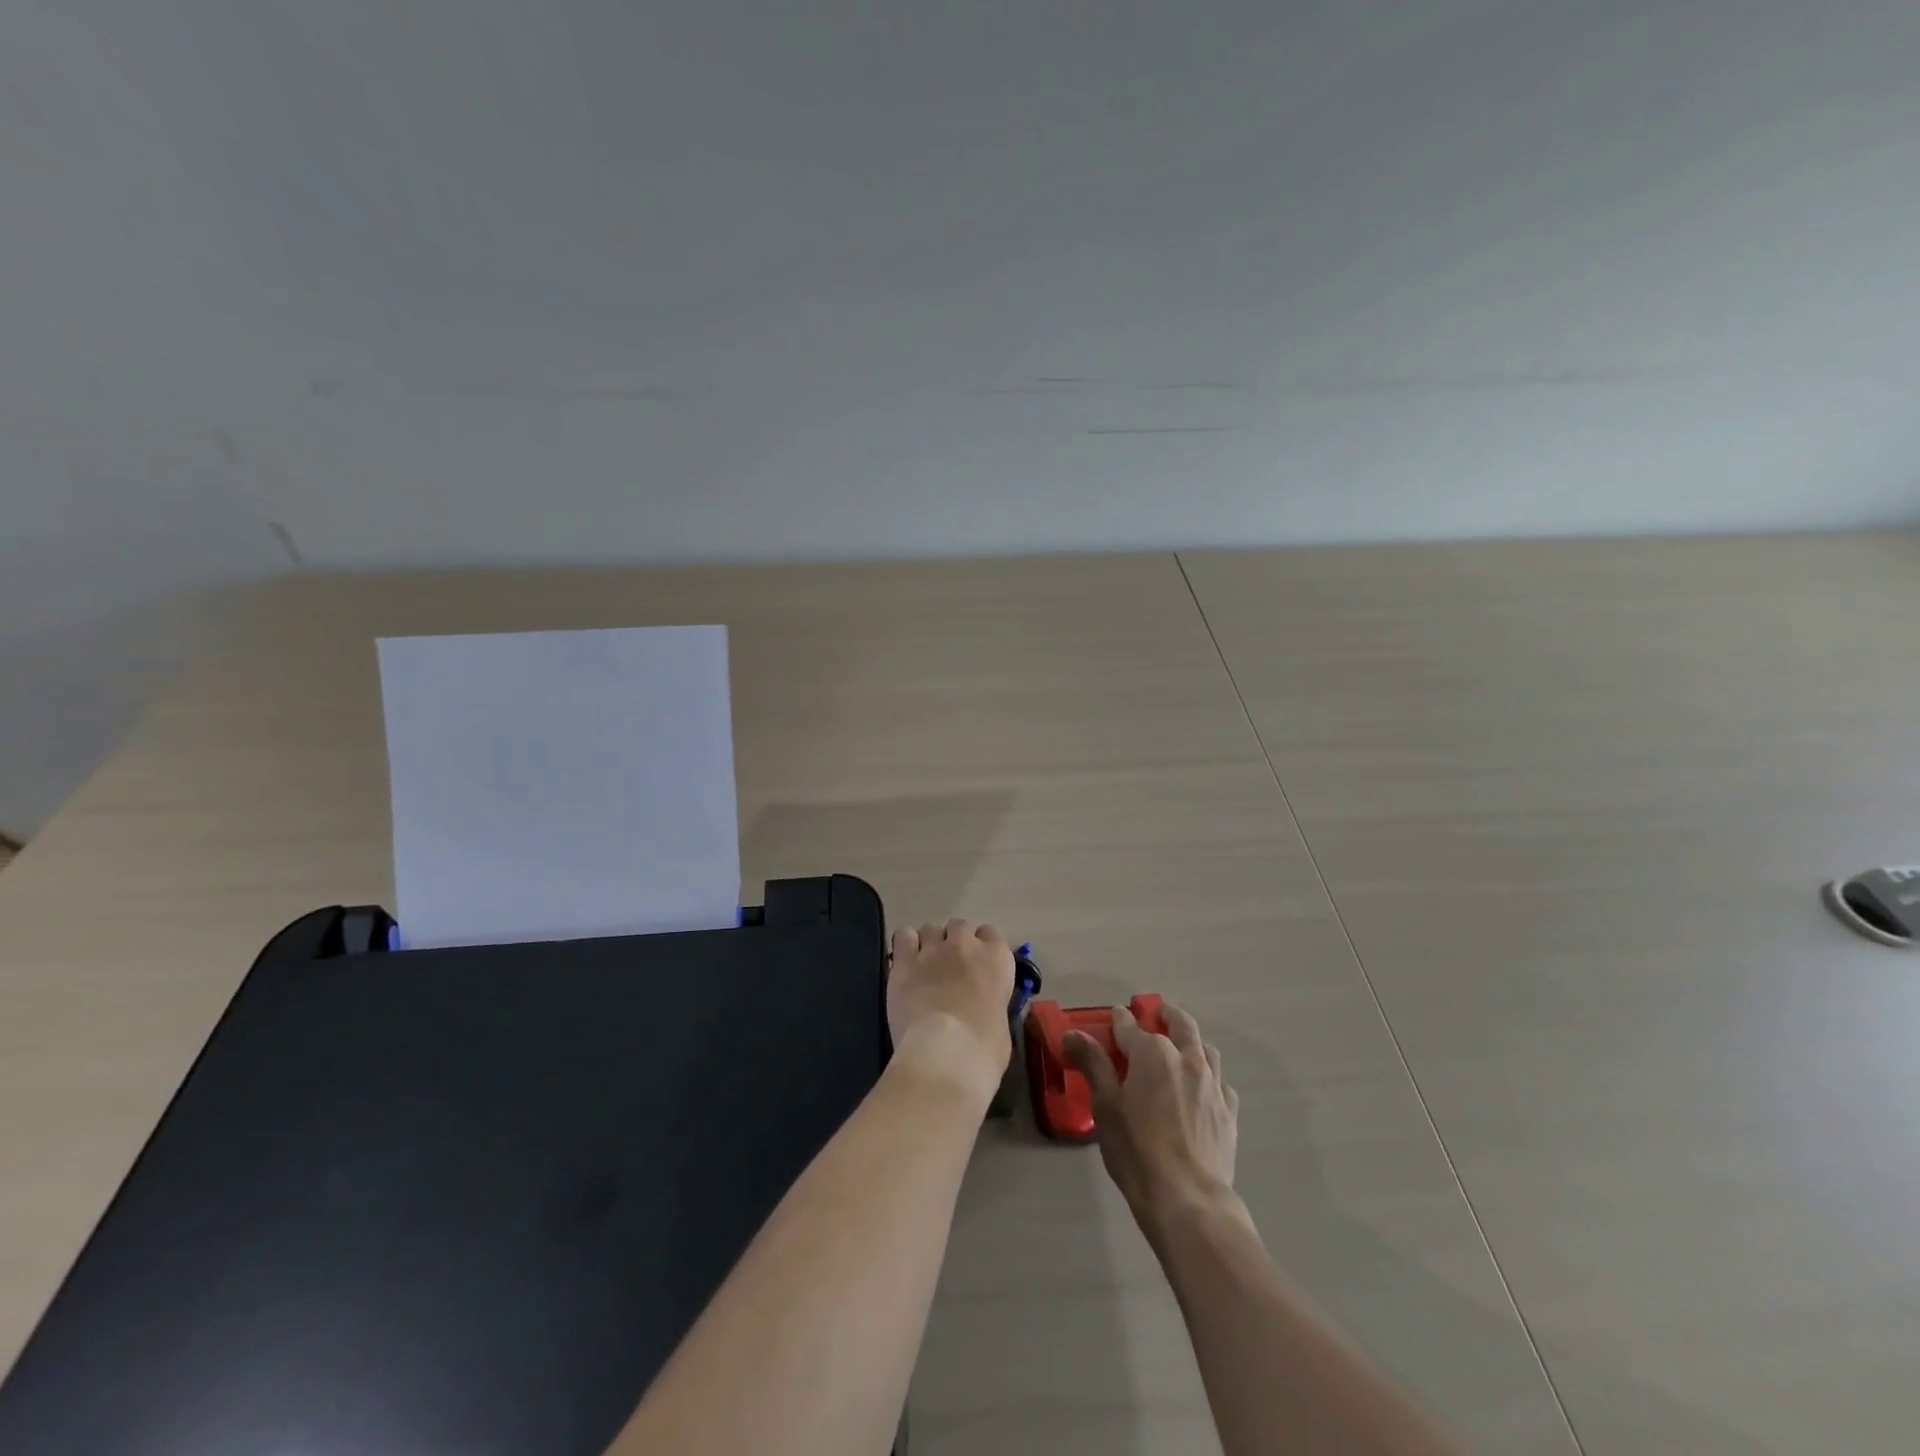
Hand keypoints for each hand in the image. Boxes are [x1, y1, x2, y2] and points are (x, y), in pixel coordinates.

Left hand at [887, 920, 1015, 1103]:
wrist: (946, 1054)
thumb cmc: (984, 1047)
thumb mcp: (1001, 1021)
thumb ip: (991, 1001)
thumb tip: (982, 1006)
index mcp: (997, 958)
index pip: (991, 933)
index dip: (982, 948)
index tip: (977, 966)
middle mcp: (966, 944)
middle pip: (959, 926)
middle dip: (954, 943)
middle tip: (950, 968)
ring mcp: (933, 949)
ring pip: (930, 928)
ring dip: (929, 943)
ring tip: (925, 967)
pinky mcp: (905, 961)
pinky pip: (903, 936)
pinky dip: (905, 946)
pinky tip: (905, 963)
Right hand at [1064, 1002, 1239, 1236]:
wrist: (1189, 1201)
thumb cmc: (1137, 1150)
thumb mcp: (1105, 1105)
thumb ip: (1092, 1063)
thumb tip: (1072, 1033)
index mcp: (1153, 1053)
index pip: (1130, 1025)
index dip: (1119, 1019)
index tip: (1113, 1017)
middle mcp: (1187, 1059)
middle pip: (1180, 1023)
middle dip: (1165, 1014)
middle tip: (1156, 1013)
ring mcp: (1213, 1084)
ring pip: (1206, 1049)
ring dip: (1191, 1042)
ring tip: (1181, 1049)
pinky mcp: (1230, 1112)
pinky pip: (1221, 1083)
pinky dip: (1209, 1077)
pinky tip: (1202, 1091)